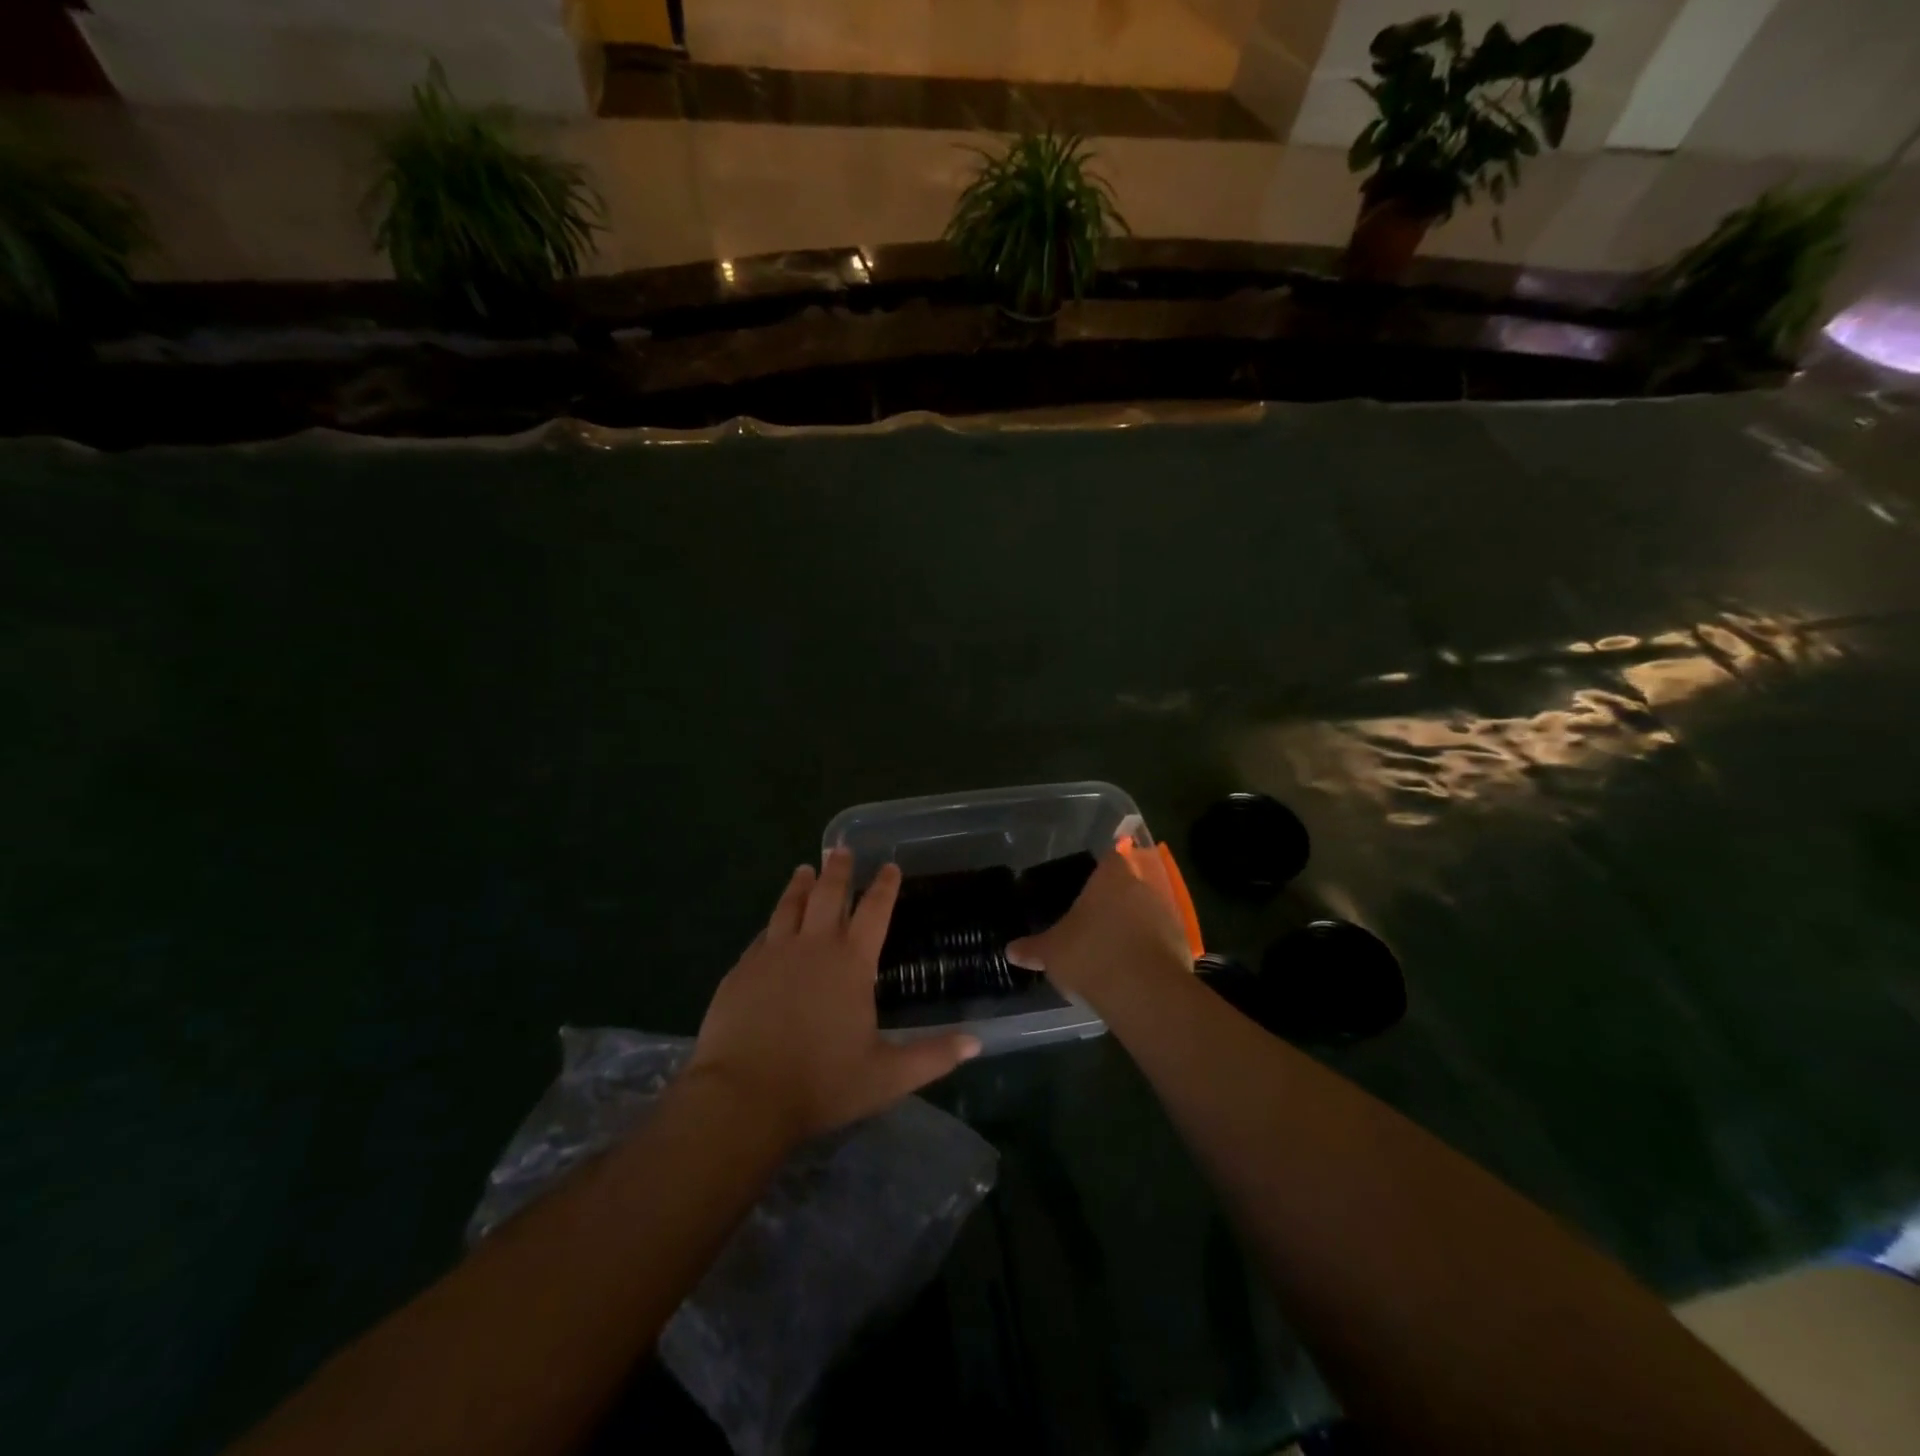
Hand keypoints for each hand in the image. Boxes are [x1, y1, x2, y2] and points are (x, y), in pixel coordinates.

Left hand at [688, 848, 980, 1143]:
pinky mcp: (741, 970)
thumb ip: (932, 1056)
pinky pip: (762, 935)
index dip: (885, 887)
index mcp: (851, 963)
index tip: (890, 865)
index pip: (875, 911)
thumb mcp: (887, 1076)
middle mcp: (813, 947)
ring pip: (789, 906)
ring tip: (804, 869)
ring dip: (799, 885)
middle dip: (837, 870)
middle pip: (827, 894)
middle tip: (840, 849)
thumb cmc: (821, 1084)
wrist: (743, 1097)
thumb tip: (976, 1042)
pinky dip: (772, 921)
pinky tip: (771, 924)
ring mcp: (772, 955)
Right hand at [1006, 850, 1191, 1006]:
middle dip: (1114, 901)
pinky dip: (1148, 950)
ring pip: (1147, 912)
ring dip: (1134, 926)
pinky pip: (1160, 940)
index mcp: (1111, 877)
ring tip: (1111, 949)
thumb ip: (1032, 948)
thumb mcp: (1051, 952)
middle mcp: (1143, 887)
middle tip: (1094, 920)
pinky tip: (1131, 970)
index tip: (1087, 884)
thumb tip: (1010, 950)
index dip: (1100, 869)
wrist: (1144, 992)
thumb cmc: (1091, 955)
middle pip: (1129, 885)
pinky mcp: (1182, 944)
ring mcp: (1167, 915)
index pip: (1110, 857)